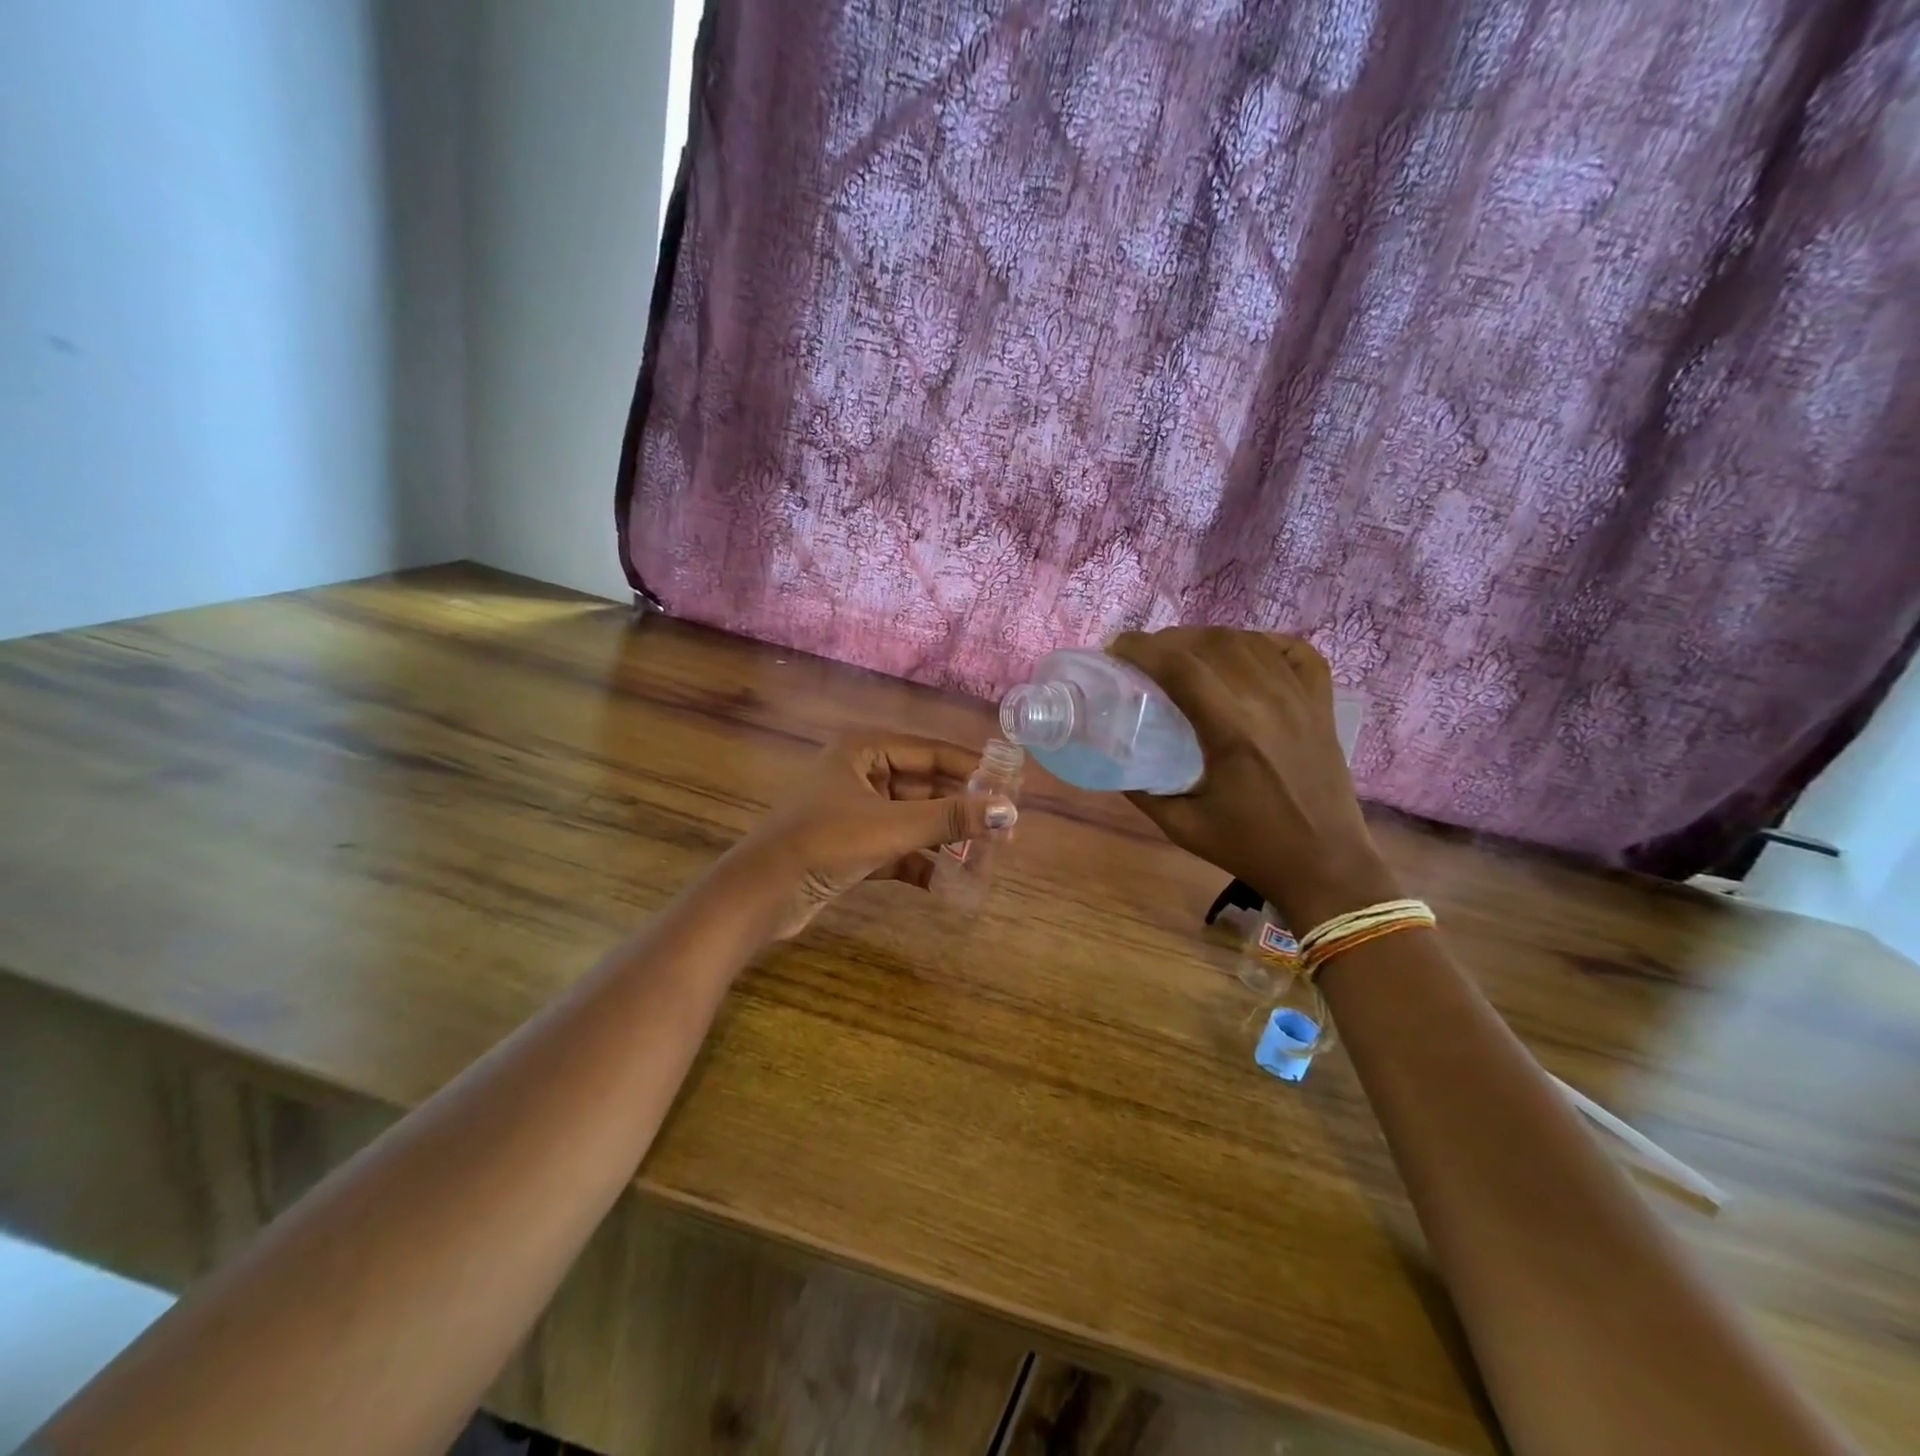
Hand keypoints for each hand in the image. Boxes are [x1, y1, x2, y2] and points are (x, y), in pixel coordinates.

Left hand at [733, 732, 1017, 938]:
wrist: (760, 895)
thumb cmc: (825, 843)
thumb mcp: (893, 827)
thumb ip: (951, 818)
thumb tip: (1008, 812)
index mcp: (864, 751)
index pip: (932, 753)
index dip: (973, 770)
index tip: (1010, 789)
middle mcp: (860, 774)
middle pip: (925, 787)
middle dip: (961, 810)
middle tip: (1002, 832)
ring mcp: (854, 812)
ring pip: (913, 819)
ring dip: (945, 839)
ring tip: (985, 860)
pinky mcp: (851, 847)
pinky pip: (896, 847)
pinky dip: (920, 862)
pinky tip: (947, 883)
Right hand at [1107, 628, 1397, 929]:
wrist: (1325, 864)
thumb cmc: (1249, 847)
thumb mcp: (1181, 825)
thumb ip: (1141, 788)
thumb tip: (1111, 755)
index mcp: (1232, 731)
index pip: (1181, 666)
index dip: (1142, 648)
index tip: (1116, 649)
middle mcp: (1269, 702)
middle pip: (1211, 643)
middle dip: (1168, 640)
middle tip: (1143, 656)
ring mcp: (1301, 698)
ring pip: (1248, 641)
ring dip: (1207, 638)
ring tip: (1183, 654)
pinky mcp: (1321, 703)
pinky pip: (1294, 651)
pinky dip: (1262, 642)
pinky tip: (1241, 653)